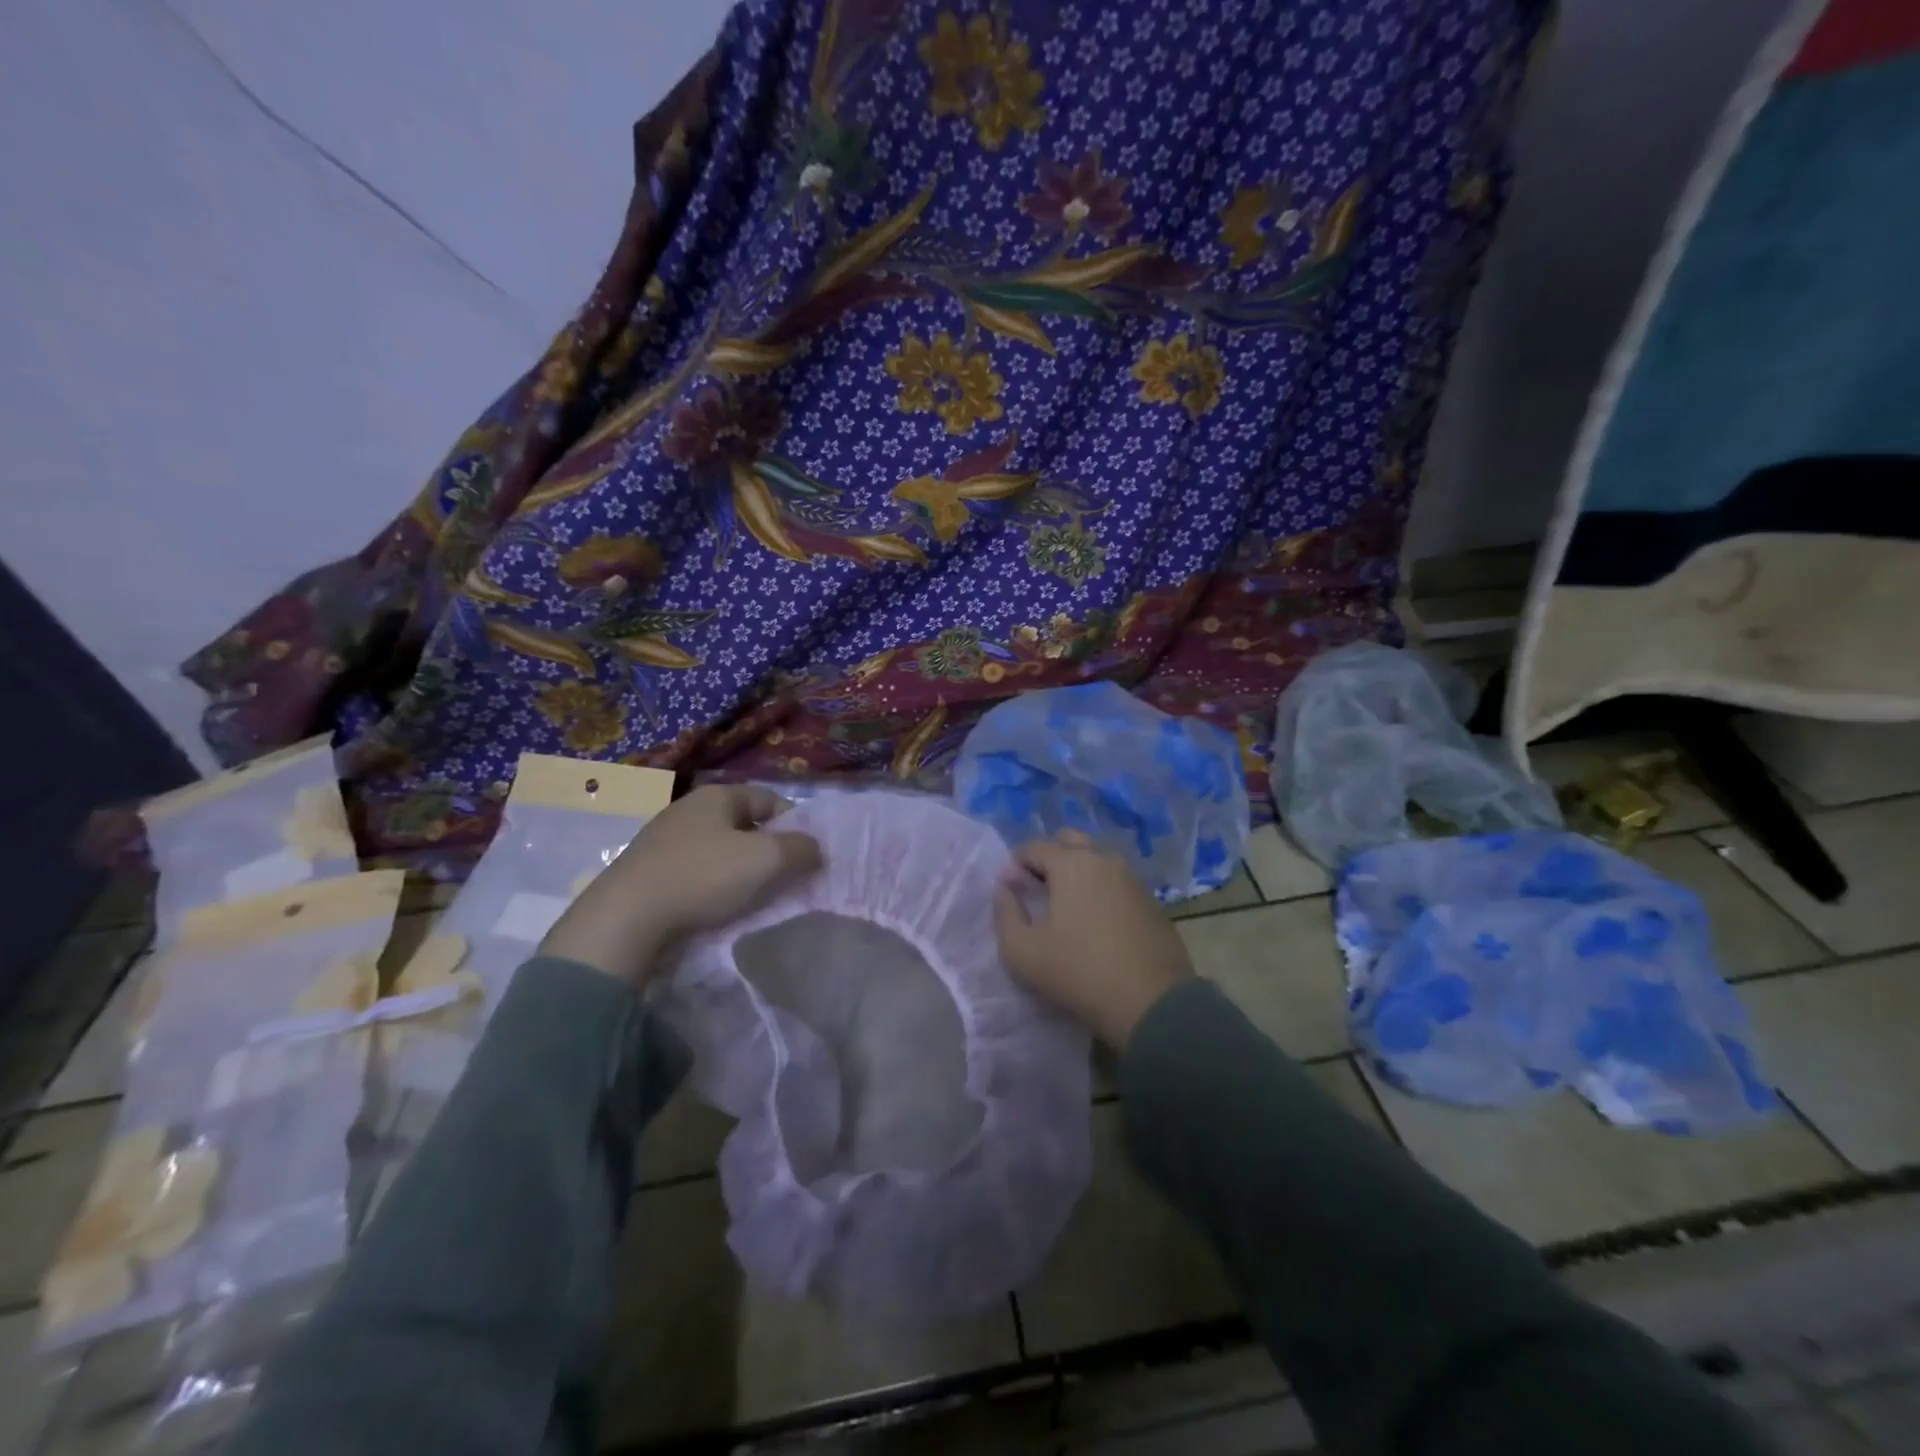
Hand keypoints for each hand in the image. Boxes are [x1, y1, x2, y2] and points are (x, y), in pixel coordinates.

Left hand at [540, 784, 822, 985]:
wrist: (626, 917)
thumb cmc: (703, 876)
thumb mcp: (766, 859)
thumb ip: (800, 849)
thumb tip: (815, 848)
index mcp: (717, 795)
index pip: (770, 799)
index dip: (794, 824)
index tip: (806, 854)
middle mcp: (689, 808)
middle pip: (744, 824)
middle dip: (767, 849)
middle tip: (784, 877)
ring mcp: (664, 838)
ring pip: (718, 849)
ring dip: (739, 869)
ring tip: (752, 897)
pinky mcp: (648, 870)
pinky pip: (694, 870)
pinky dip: (711, 884)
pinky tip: (715, 906)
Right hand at [992, 830, 1192, 1048]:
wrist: (1152, 1004)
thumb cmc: (1079, 973)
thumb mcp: (1023, 952)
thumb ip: (1005, 913)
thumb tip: (1004, 888)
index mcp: (1072, 863)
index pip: (1033, 847)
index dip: (1015, 866)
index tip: (1011, 894)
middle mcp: (1104, 859)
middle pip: (1069, 842)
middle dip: (1048, 859)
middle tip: (1038, 892)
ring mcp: (1132, 878)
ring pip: (1096, 860)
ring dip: (1076, 873)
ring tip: (1066, 909)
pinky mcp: (1151, 900)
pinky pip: (1116, 882)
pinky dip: (1100, 890)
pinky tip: (1096, 922)